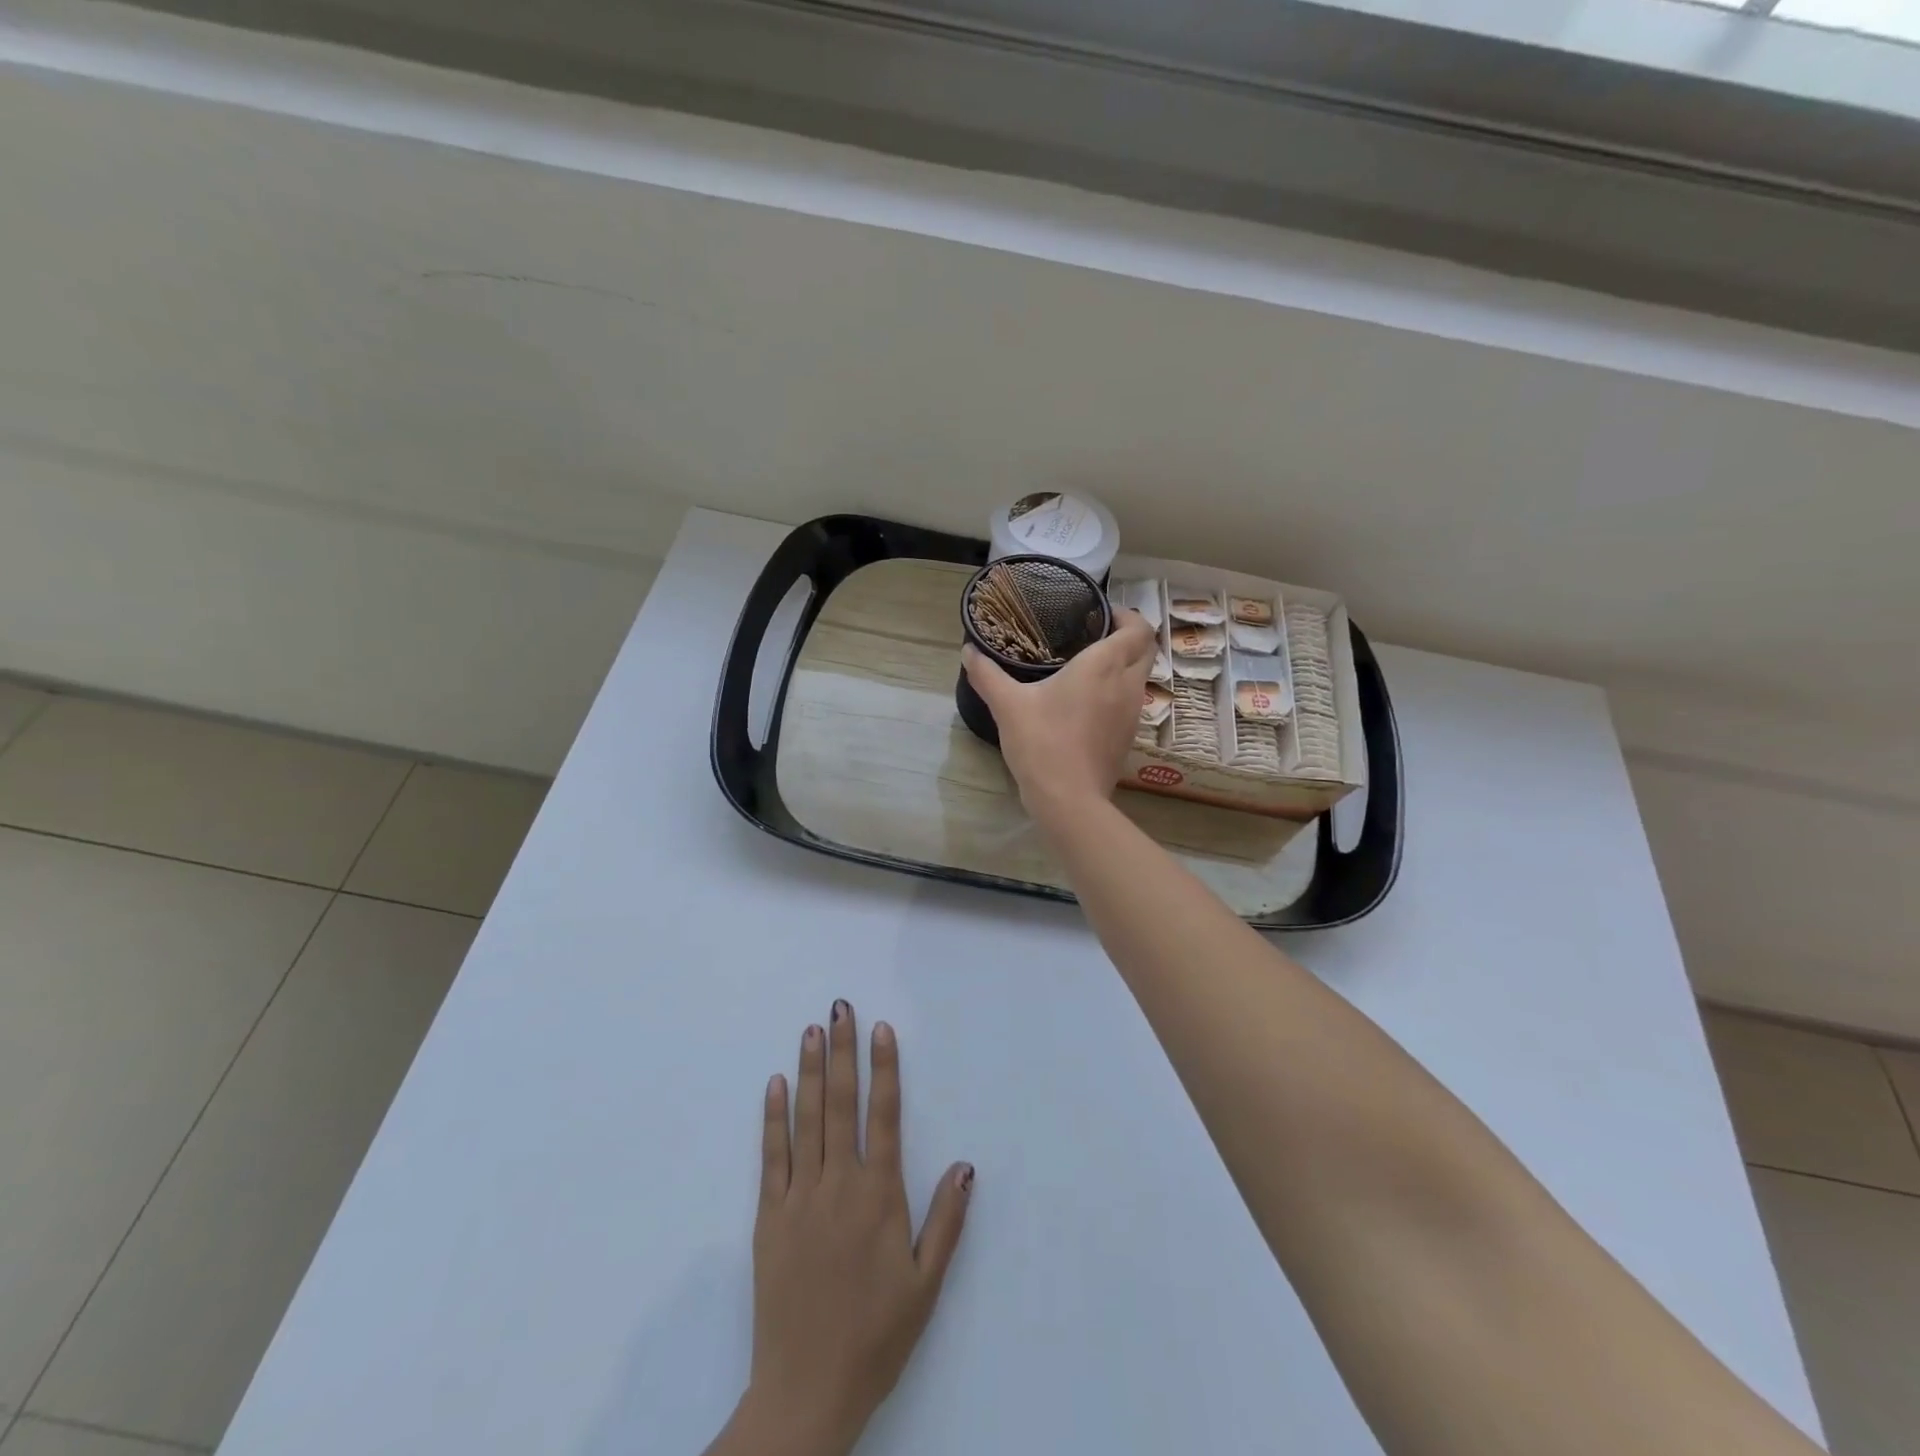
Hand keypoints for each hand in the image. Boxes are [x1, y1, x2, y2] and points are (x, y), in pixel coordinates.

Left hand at [717, 1003, 972, 1455]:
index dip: (884, 1068)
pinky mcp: (769, 1217)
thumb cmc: (876, 1335)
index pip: (884, 1115)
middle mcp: (839, 1183)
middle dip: (843, 1051)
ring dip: (811, 1071)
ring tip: (811, 1030)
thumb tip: (965, 1164)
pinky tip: (776, 1085)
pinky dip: (774, 1117)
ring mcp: (800, 1197)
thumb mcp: (926, 1285)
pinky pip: (772, 1156)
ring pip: (807, 1119)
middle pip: (842, 1103)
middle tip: (840, 1008)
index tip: (882, 1028)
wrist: (807, 1391)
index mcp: (879, 1195)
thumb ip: (946, 1221)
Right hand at [963, 608, 1155, 829]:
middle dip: (1128, 636)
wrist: (1069, 799)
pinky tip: (1089, 701)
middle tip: (1094, 634)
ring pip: (1140, 676)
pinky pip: (1131, 701)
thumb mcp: (1007, 705)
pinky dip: (1118, 691)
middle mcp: (1127, 684)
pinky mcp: (1128, 736)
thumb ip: (987, 674)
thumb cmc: (1041, 742)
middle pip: (1146, 648)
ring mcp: (1132, 713)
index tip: (1098, 614)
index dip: (1125, 615)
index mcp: (1104, 665)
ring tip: (1089, 666)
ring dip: (1124, 664)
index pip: (1138, 627)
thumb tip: (968, 651)